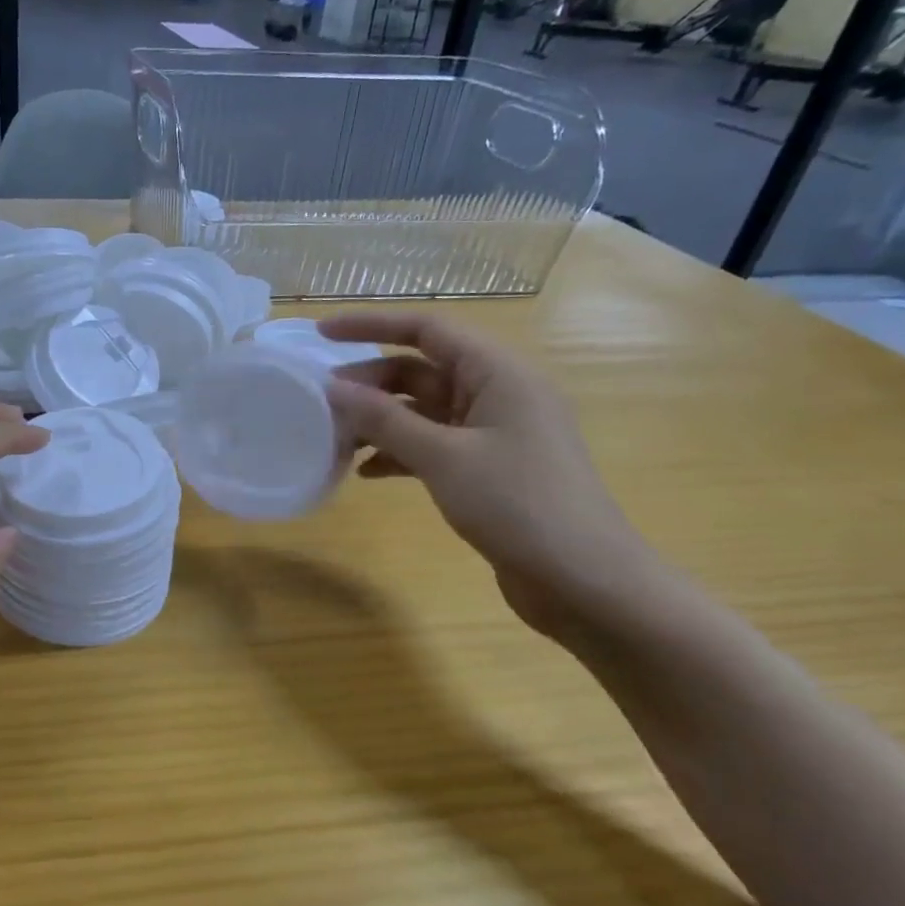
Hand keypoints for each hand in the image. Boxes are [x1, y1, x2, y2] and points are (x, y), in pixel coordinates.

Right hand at [321, 312, 654, 638]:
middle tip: (321, 402)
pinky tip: (367, 473)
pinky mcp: (489, 468)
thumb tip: (332, 388)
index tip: (322, 333)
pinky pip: (433, 444)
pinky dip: (399, 452)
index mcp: (498, 373)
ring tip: (335, 438)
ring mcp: (494, 432)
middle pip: (421, 370)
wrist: (583, 581)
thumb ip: (384, 420)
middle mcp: (498, 393)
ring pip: (423, 411)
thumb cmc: (517, 504)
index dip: (371, 325)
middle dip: (369, 382)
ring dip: (380, 421)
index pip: (427, 329)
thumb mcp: (443, 457)